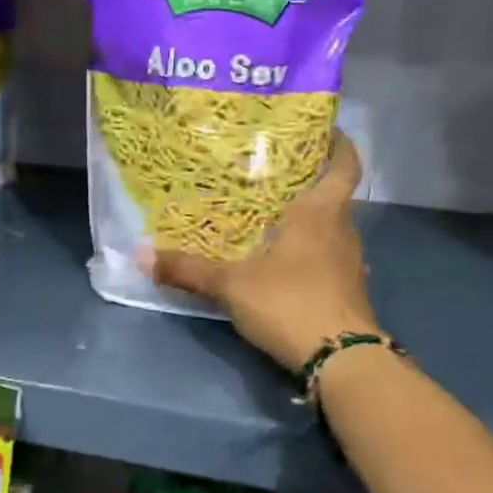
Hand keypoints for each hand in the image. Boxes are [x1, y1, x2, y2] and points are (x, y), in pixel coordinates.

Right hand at [141, 133, 381, 371]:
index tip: (323, 131)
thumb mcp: (231, 285)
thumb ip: (188, 270)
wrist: (342, 361)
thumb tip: (141, 255)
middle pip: (334, 196)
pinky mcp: (350, 292)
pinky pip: (331, 259)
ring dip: (311, 221)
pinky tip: (286, 264)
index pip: (344, 166)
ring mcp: (351, 264)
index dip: (339, 145)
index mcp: (320, 214)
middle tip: (273, 175)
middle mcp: (342, 232)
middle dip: (309, 183)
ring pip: (333, 229)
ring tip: (274, 217)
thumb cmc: (291, 303)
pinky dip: (312, 253)